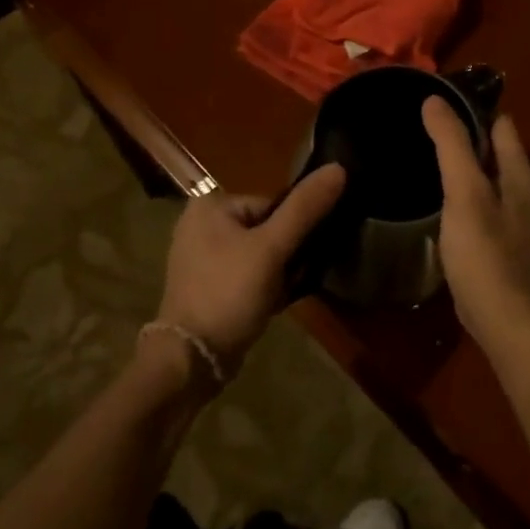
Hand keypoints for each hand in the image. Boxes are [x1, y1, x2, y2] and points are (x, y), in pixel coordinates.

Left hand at [157, 164, 346, 374]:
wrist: (191, 361)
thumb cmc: (228, 293)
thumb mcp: (272, 248)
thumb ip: (305, 208)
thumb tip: (338, 167)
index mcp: (210, 205)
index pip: (273, 204)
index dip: (293, 232)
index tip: (296, 259)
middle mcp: (201, 223)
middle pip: (268, 228)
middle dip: (286, 255)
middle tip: (288, 280)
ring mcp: (201, 257)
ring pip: (261, 254)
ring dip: (279, 273)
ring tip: (278, 295)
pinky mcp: (207, 285)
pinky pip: (248, 274)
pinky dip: (263, 287)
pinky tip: (269, 305)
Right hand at [421, 97, 529, 349]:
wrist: (498, 314)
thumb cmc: (483, 249)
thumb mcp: (464, 190)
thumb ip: (451, 144)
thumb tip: (434, 100)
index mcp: (518, 172)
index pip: (500, 124)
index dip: (472, 109)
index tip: (437, 101)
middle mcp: (518, 189)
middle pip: (492, 148)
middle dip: (463, 134)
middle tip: (422, 124)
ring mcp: (507, 215)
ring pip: (482, 175)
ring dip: (459, 163)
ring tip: (421, 153)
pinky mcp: (492, 238)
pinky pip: (474, 200)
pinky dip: (457, 191)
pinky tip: (433, 195)